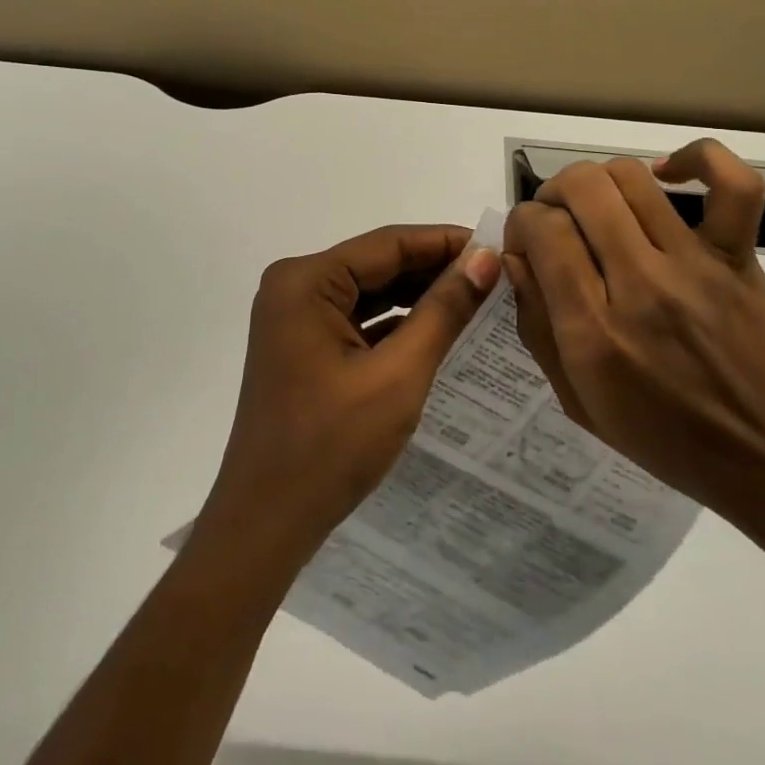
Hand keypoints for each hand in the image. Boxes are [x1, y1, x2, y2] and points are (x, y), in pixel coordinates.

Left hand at [197, 225, 500, 570]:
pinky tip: (439, 329)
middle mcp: (294, 287)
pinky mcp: (302, 346)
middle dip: (435, 270)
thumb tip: (484, 259)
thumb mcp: (398, 375)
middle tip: (495, 275)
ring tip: (478, 298)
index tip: (497, 245)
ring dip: (419, 297)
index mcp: (305, 281)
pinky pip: (357, 320)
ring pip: (369, 293)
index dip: (445, 242)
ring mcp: (294, 317)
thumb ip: (443, 311)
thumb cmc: (331, 446)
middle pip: (377, 265)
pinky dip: (395, 324)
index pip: (387, 244)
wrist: (267, 523)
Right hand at [503, 143, 764, 554]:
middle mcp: (640, 285)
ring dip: (598, 180)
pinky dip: (697, 160)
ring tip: (597, 206)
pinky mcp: (741, 257)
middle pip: (580, 188)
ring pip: (630, 176)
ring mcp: (696, 265)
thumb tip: (517, 259)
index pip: (541, 230)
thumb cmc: (674, 446)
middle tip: (555, 222)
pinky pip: (732, 185)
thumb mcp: (581, 404)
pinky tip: (668, 173)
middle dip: (551, 193)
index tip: (527, 244)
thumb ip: (538, 328)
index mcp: (594, 333)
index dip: (522, 224)